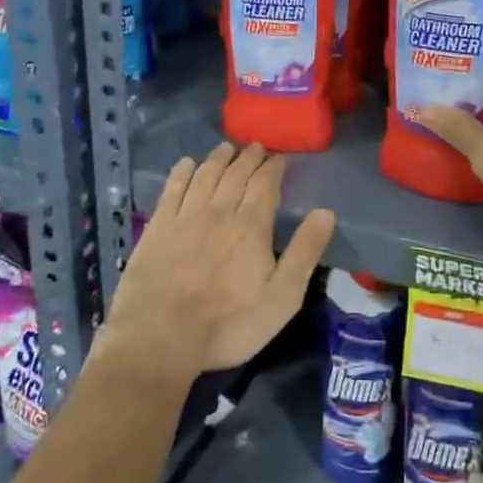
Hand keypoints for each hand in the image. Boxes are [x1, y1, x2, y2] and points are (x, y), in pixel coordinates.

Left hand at [103, 142, 335, 384]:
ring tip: (226, 148)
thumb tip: (325, 212)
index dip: (273, 168)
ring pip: (205, 176)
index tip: (279, 158)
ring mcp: (184, 216)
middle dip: (248, 158)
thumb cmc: (228, 324)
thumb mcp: (281, 298)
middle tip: (255, 147)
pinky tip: (186, 164)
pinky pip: (172, 189)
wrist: (160, 336)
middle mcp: (218, 211)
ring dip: (218, 159)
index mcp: (250, 226)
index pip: (265, 185)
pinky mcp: (158, 227)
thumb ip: (304, 252)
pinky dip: (182, 172)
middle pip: (236, 175)